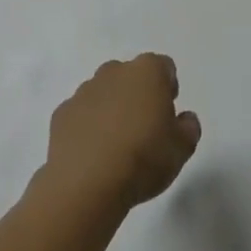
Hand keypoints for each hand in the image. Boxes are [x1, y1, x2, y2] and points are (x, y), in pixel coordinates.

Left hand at [39, 55, 201, 216]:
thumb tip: (184, 119)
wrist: (86, 184)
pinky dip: (87, 126)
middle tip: (144, 127)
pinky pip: (81, 114)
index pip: (163, 66)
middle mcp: (113, 72)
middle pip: (130, 75)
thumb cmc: (143, 158)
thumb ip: (189, 128)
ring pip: (103, 92)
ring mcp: (84, 91)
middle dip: (137, 94)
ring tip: (116, 144)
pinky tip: (93, 153)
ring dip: (111, 108)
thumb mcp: (183, 148)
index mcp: (147, 72)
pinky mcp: (61, 114)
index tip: (168, 112)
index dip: (168, 86)